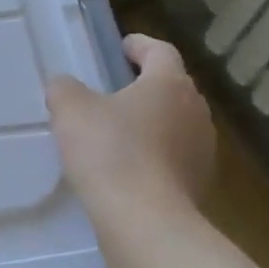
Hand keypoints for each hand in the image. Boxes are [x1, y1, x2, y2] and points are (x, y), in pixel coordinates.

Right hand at [47, 34, 213, 217]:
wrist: (145, 222)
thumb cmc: (109, 153)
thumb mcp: (70, 110)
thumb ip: (65, 89)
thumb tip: (66, 86)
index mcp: (169, 83)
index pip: (160, 51)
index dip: (139, 46)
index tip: (120, 48)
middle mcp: (195, 110)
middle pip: (171, 87)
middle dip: (145, 86)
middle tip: (112, 93)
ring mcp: (203, 149)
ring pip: (176, 123)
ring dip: (152, 122)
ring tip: (119, 134)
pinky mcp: (201, 183)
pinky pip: (175, 157)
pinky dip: (156, 155)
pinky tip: (129, 169)